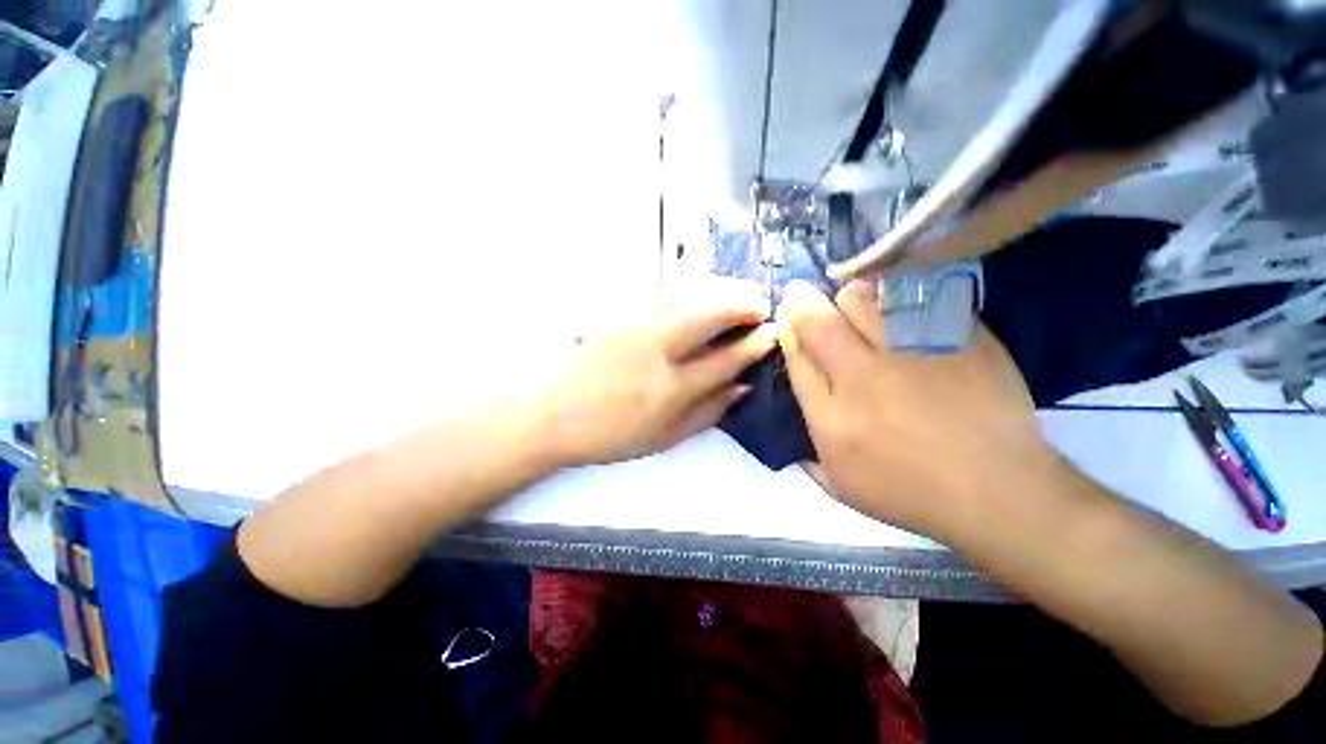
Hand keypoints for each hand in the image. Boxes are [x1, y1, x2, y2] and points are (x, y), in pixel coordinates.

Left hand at [538, 278, 778, 466]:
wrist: (553, 411)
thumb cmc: (610, 433)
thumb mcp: (665, 438)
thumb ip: (708, 412)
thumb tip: (743, 386)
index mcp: (671, 388)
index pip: (728, 357)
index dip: (757, 342)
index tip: (774, 333)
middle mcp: (658, 346)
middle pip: (712, 309)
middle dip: (746, 301)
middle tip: (762, 306)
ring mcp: (638, 321)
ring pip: (691, 289)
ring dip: (722, 286)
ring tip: (738, 294)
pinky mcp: (623, 309)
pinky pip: (668, 288)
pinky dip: (695, 285)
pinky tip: (704, 292)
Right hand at [778, 279, 1057, 537]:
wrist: (998, 490)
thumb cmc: (912, 493)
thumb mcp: (843, 486)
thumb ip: (809, 458)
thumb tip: (793, 434)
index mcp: (831, 414)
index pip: (796, 358)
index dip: (788, 334)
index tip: (787, 323)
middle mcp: (861, 375)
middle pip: (819, 321)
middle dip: (801, 303)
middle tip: (802, 297)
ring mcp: (909, 352)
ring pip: (861, 298)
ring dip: (847, 297)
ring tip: (851, 302)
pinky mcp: (953, 337)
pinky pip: (913, 296)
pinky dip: (894, 293)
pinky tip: (894, 301)